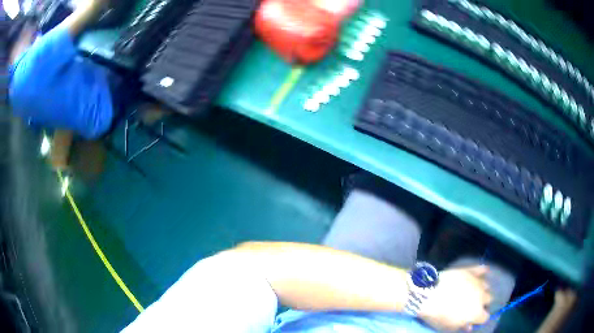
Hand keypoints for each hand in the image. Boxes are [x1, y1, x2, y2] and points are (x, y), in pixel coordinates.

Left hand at [419, 266, 491, 331]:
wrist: (429, 294)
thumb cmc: (437, 315)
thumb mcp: (448, 327)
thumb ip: (461, 327)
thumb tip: (468, 327)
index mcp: (476, 313)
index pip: (484, 317)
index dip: (478, 319)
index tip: (472, 319)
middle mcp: (481, 296)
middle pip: (488, 299)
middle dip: (481, 303)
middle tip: (471, 305)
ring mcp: (477, 282)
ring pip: (486, 286)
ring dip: (480, 289)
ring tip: (471, 292)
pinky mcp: (470, 271)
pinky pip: (481, 269)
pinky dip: (482, 272)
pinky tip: (482, 273)